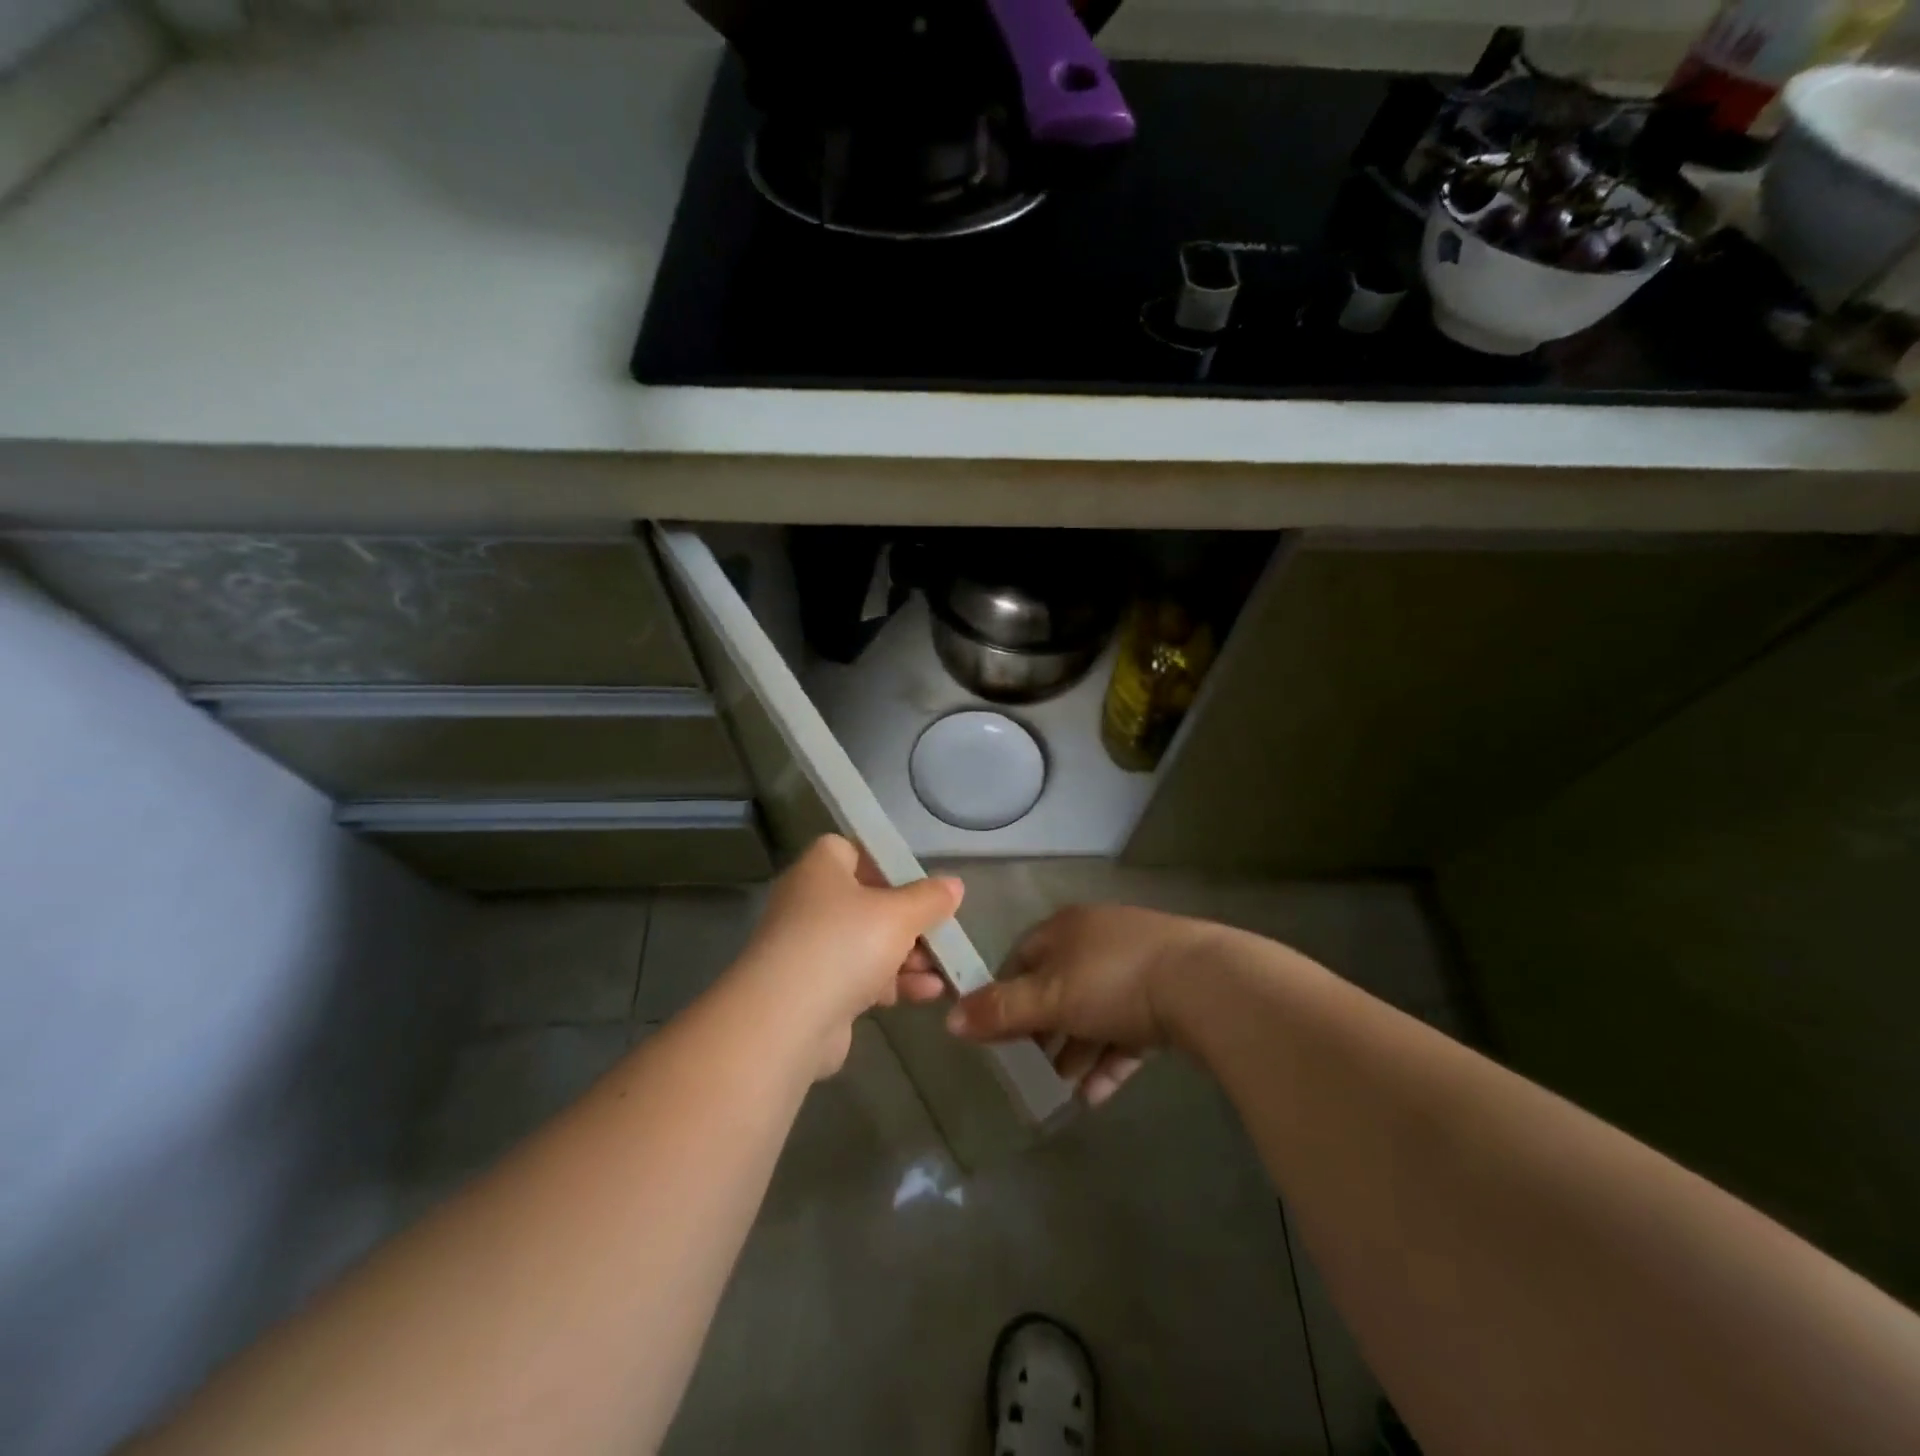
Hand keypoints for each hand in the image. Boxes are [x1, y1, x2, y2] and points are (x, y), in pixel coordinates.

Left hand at [731, 835, 960, 1078]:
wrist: (787, 1021)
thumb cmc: (844, 944)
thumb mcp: (899, 914)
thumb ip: (929, 898)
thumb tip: (953, 885)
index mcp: (820, 869)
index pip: (851, 850)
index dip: (886, 862)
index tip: (919, 882)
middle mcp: (809, 903)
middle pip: (867, 900)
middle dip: (909, 919)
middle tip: (942, 931)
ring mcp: (810, 949)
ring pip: (867, 943)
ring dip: (908, 955)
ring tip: (944, 968)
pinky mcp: (815, 990)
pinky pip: (861, 977)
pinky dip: (892, 982)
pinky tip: (929, 993)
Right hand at [944, 904, 1219, 1106]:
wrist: (1206, 984)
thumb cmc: (1114, 981)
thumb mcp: (1050, 997)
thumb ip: (1000, 1010)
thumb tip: (950, 1019)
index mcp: (1067, 929)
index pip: (1022, 957)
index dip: (1004, 994)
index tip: (996, 1033)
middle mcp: (1100, 939)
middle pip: (1059, 988)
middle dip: (1044, 1032)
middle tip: (1030, 1069)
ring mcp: (1139, 965)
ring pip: (1095, 1012)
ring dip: (1076, 1051)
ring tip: (1063, 1091)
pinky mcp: (1169, 995)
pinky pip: (1128, 1030)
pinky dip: (1110, 1059)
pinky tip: (1097, 1096)